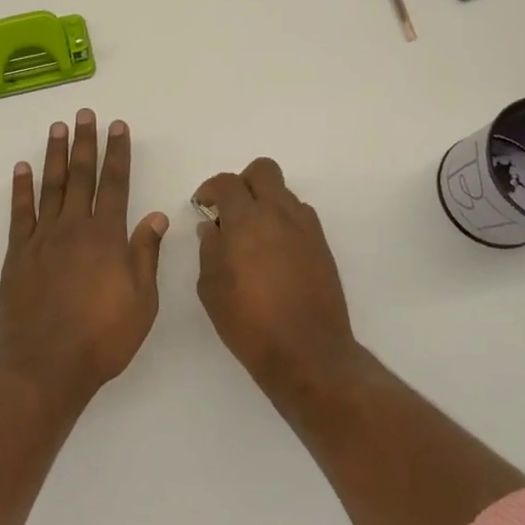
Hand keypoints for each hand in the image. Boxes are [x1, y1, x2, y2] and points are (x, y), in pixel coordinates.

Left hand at [0, 110, 168, 402]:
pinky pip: (20, 212)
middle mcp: (74, 228)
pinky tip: (23, 168)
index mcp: (107, 237)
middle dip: (85, 143)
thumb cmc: (102, 338)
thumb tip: (156, 216)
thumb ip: (146, 254)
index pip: (116, 184)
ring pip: (50, 186)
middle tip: (85, 114)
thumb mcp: (141, 302)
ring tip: (58, 127)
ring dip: (55, 155)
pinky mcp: (18, 253)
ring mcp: (43, 238)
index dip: (118, 153)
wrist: (46, 365)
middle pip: (81, 176)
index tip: (118, 127)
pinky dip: (21, 188)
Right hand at [194, 158, 359, 395]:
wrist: (308, 353)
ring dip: (266, 204)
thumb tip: (212, 228)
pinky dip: (284, 223)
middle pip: (263, 171)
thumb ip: (209, 249)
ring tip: (253, 237)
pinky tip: (275, 254)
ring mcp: (306, 228)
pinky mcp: (322, 246)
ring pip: (284, 194)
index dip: (210, 188)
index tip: (203, 205)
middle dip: (243, 182)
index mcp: (247, 220)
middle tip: (231, 210)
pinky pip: (300, 217)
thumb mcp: (211, 288)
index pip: (227, 183)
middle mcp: (279, 214)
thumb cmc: (249, 322)